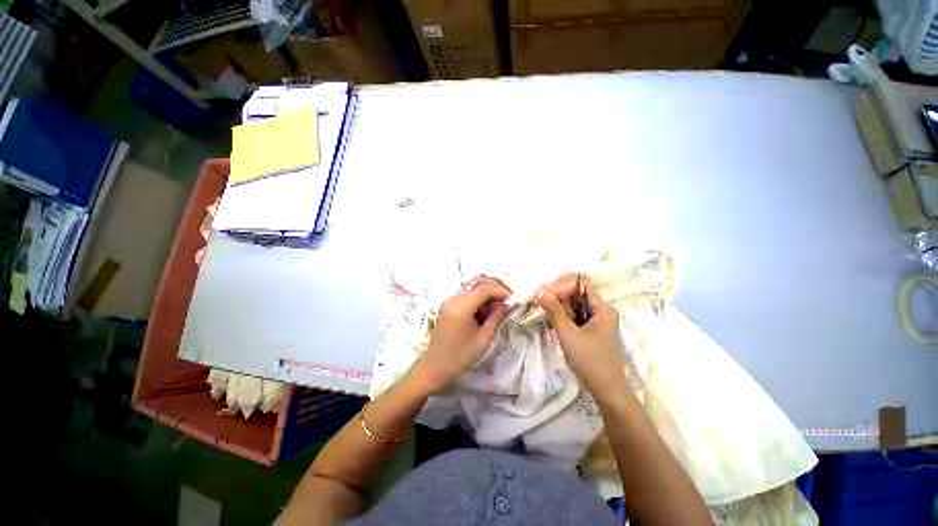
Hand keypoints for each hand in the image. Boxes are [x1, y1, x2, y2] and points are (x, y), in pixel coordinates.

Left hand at [410, 277, 511, 393]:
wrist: (435, 367)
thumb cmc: (461, 356)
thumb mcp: (483, 339)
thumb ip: (497, 318)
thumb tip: (510, 305)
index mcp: (461, 308)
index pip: (484, 289)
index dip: (500, 291)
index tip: (512, 299)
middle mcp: (453, 299)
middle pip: (476, 282)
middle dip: (493, 287)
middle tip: (505, 299)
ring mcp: (448, 301)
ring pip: (471, 287)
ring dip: (485, 292)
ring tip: (496, 308)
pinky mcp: (447, 306)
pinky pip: (465, 294)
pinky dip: (477, 298)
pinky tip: (484, 312)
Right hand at [536, 274, 627, 393]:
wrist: (607, 391)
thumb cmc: (589, 361)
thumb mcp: (568, 334)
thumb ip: (554, 311)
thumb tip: (540, 291)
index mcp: (602, 308)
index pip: (579, 285)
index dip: (560, 287)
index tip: (542, 296)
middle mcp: (601, 310)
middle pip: (576, 293)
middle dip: (557, 296)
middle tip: (539, 303)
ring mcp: (597, 320)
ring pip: (574, 305)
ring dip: (558, 306)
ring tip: (544, 312)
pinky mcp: (591, 329)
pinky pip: (575, 316)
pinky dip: (563, 316)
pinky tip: (552, 321)